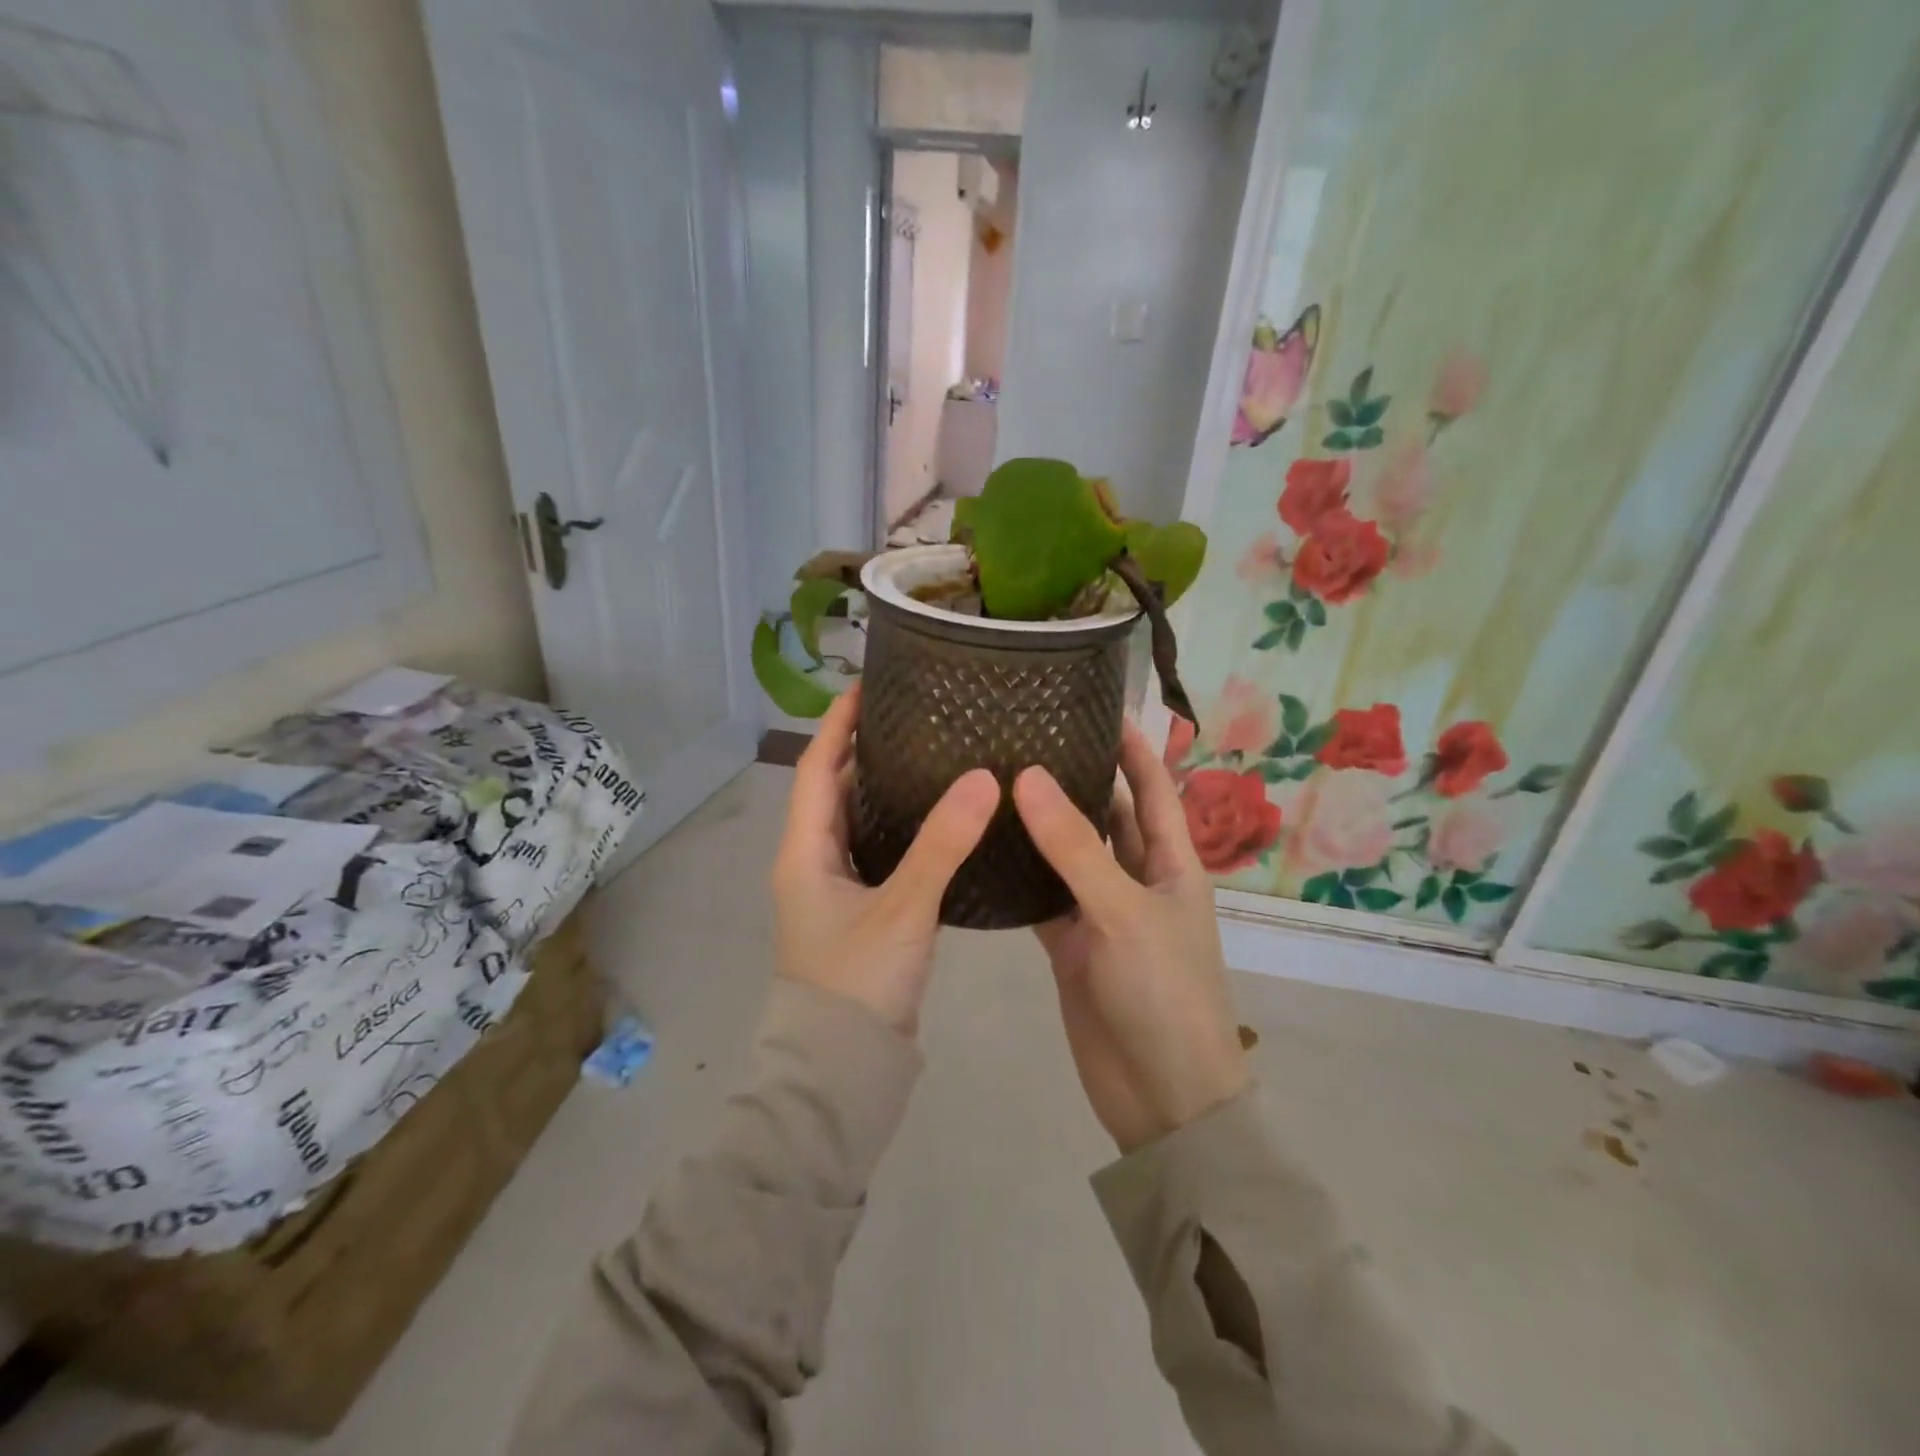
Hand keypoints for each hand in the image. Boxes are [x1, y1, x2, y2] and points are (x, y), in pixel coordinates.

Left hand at [772, 687, 998, 1035]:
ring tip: (929, 756)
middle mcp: (811, 863)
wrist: (841, 1071)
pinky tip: (938, 822)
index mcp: (804, 851)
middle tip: (912, 716)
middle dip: (862, 750)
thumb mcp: (903, 908)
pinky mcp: (859, 914)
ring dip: (882, 789)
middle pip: (833, 791)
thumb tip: (984, 778)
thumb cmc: (857, 983)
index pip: (815, 768)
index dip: (837, 724)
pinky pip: (876, 853)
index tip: (868, 685)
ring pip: (856, 823)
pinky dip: (900, 829)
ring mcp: (833, 891)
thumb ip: (942, 844)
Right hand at [1013, 723, 1248, 1152]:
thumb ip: (1075, 847)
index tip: (1096, 704)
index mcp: (1172, 863)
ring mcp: (1101, 912)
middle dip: (1076, 776)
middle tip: (1024, 735)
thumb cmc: (1163, 994)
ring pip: (1068, 855)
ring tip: (994, 778)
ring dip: (1040, 824)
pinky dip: (1017, 874)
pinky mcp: (1070, 944)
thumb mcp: (1124, 912)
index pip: (1152, 788)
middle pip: (1106, 815)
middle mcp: (1137, 879)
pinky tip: (982, 846)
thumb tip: (1028, 777)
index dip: (1131, 746)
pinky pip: (1042, 896)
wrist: (1162, 1097)